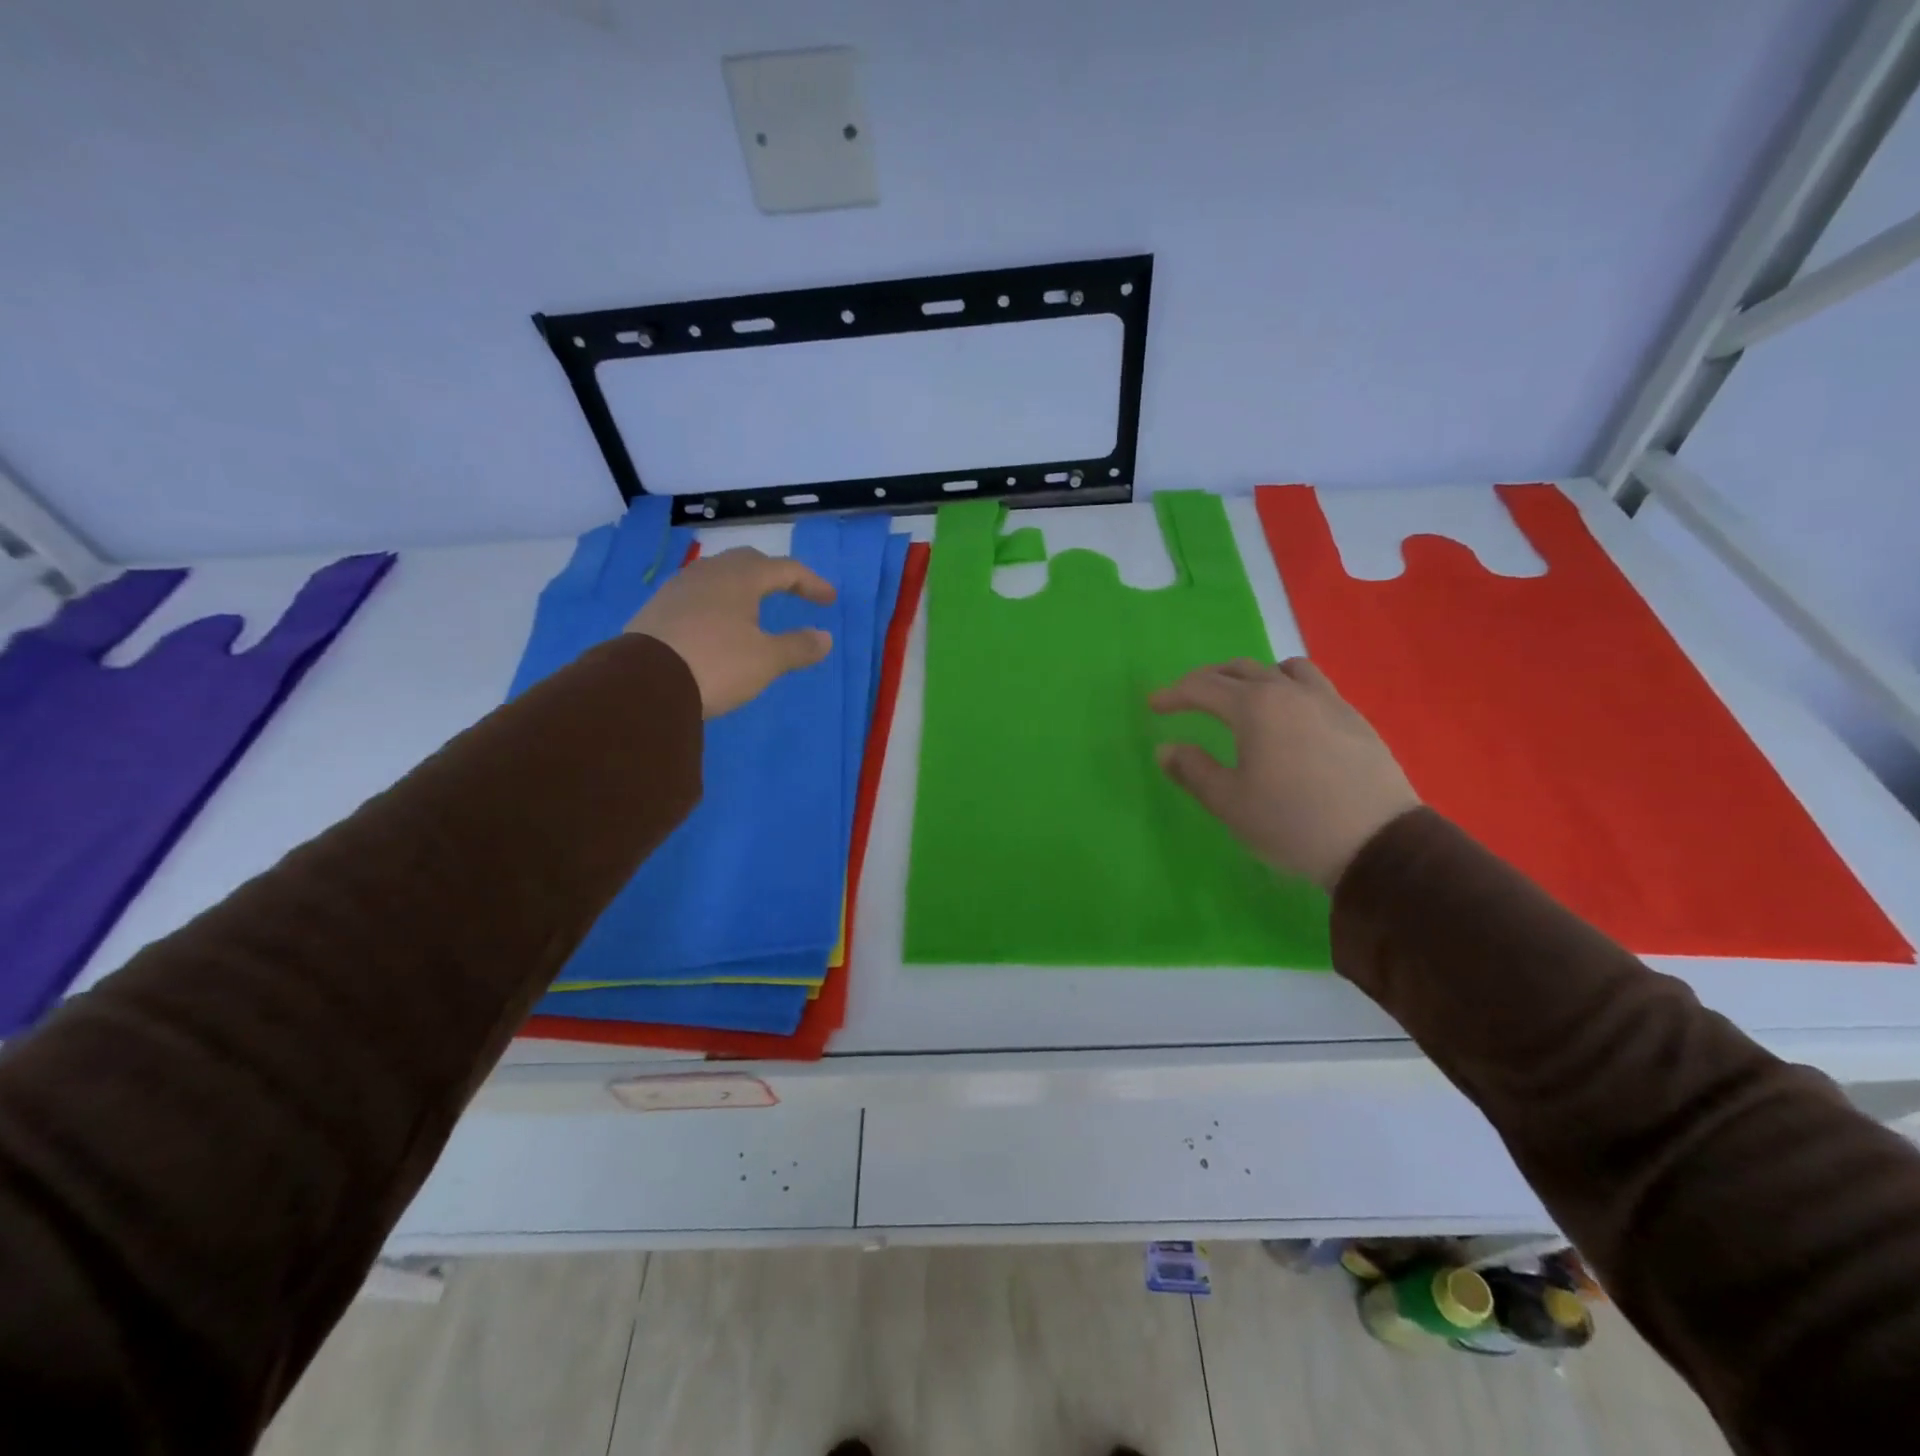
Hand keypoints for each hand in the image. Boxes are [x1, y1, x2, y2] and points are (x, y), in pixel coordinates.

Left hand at [627, 547, 834, 717]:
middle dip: (774, 575)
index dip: (811, 582)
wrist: (643, 683)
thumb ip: (798, 646)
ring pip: (718, 576)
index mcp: (740, 578)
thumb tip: (825, 637)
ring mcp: (678, 589)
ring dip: (742, 587)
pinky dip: (717, 602)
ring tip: (754, 607)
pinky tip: (717, 624)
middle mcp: (708, 574)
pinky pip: (697, 594)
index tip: (829, 600)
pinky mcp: (657, 609)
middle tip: (791, 592)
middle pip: (748, 562)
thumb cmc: (716, 664)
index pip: (785, 569)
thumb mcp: (766, 660)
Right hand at [1150, 658, 1419, 890]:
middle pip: (1240, 669)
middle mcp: (1289, 692)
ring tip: (1241, 698)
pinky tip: (1288, 716)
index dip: (1173, 694)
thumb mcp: (1229, 803)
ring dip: (1252, 676)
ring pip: (1282, 669)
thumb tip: (1166, 749)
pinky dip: (1287, 687)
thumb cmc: (1291, 823)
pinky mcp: (1353, 718)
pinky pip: (1313, 685)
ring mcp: (1327, 701)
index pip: (1202, 687)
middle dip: (1207, 680)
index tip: (1154, 705)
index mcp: (1254, 707)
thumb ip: (1192, 770)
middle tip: (1188, 698)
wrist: (1376, 844)